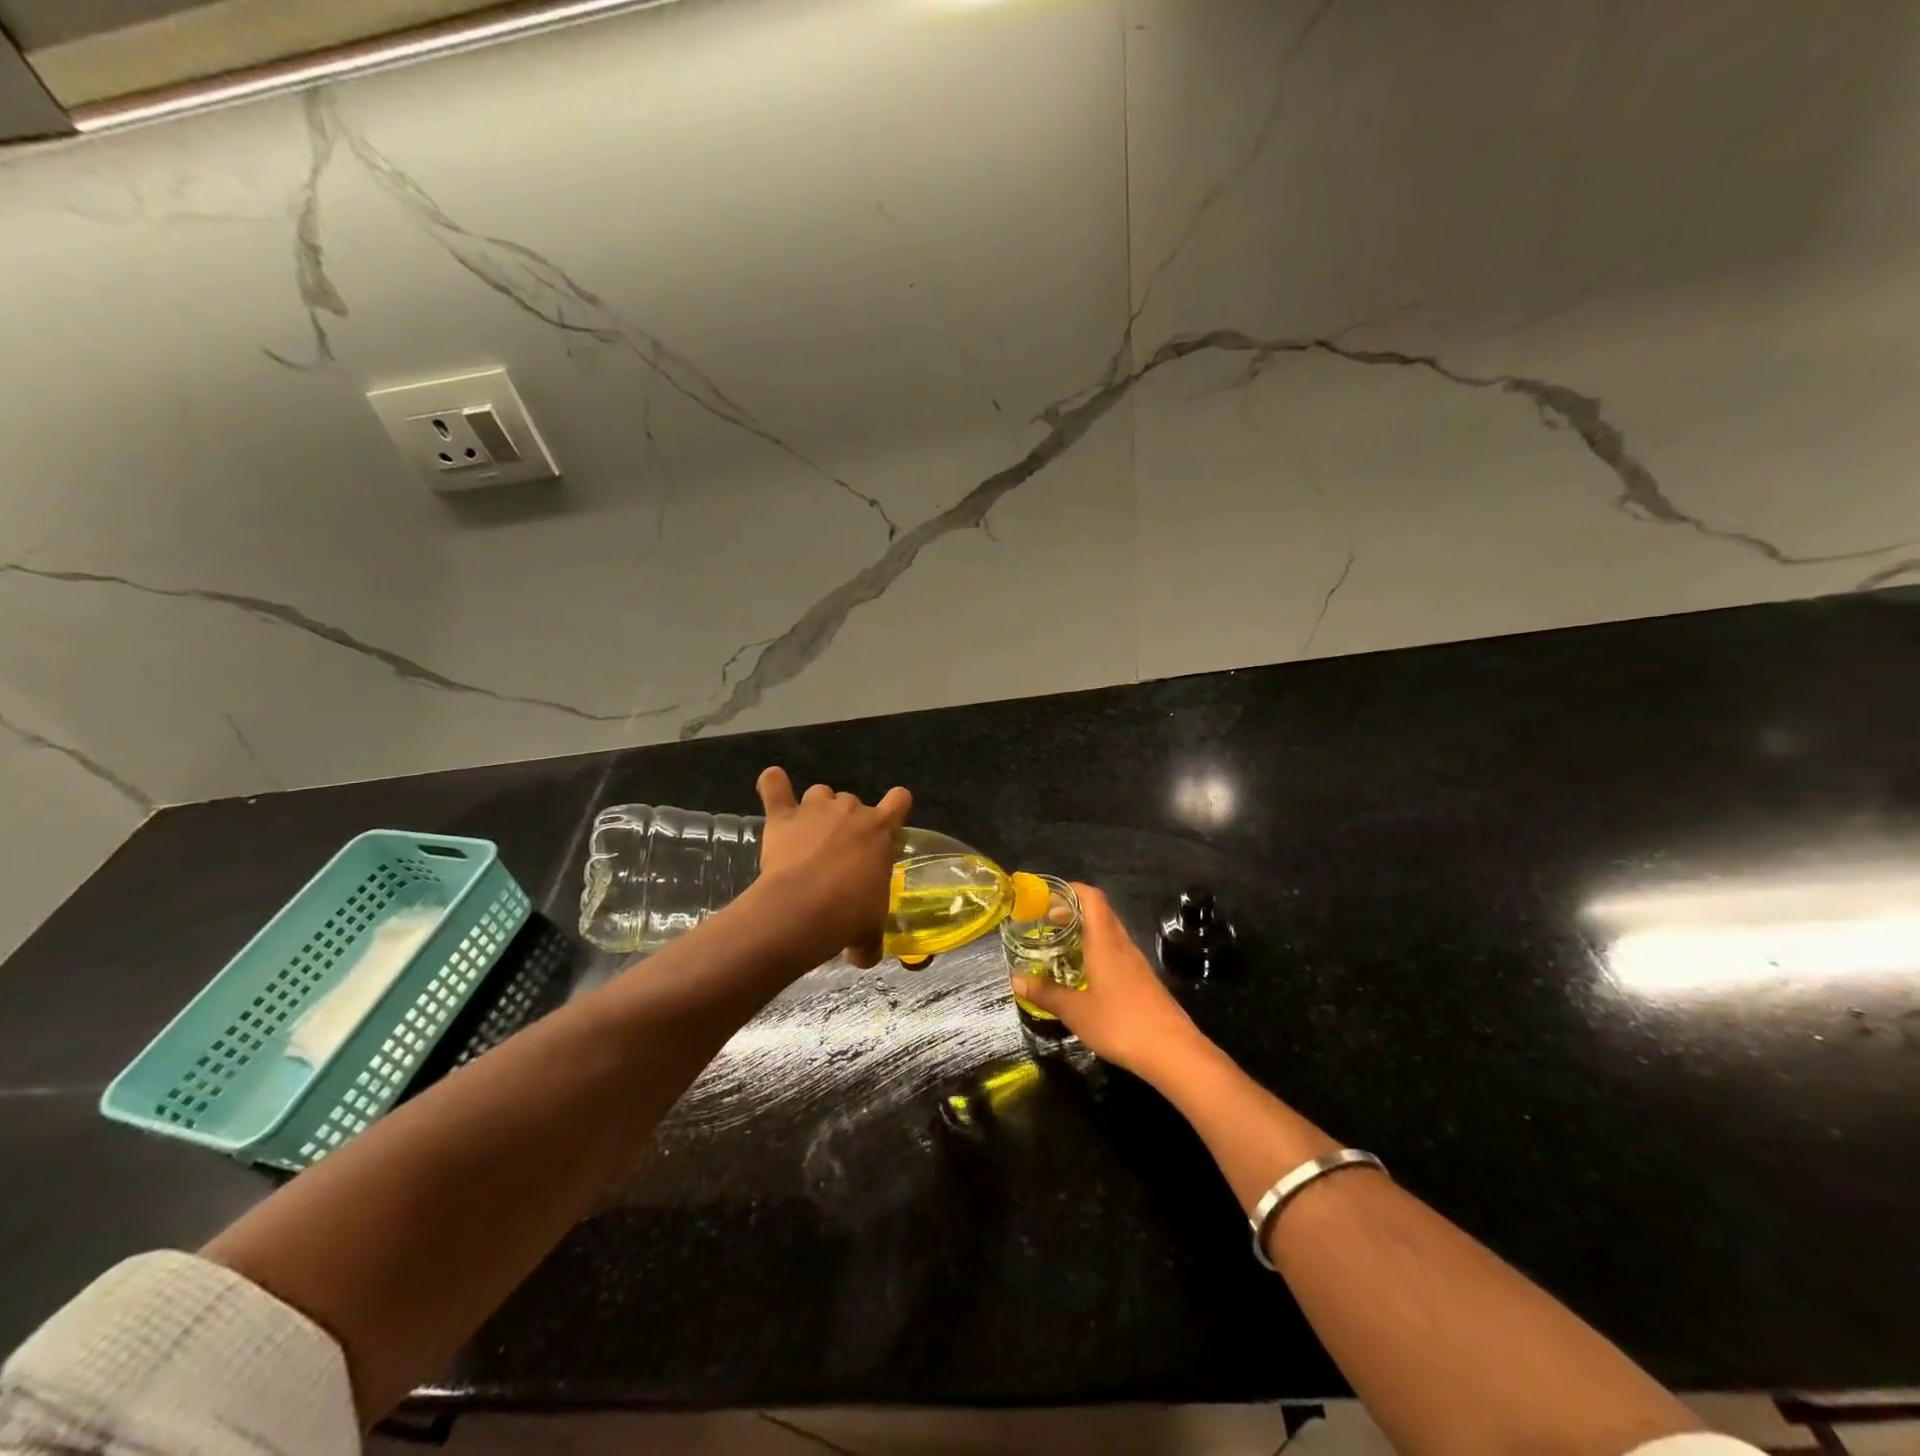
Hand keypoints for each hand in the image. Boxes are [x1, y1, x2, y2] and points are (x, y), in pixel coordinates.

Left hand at [753, 766, 911, 968]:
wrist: (804, 908)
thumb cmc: (848, 915)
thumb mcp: (869, 931)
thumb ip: (870, 939)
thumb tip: (865, 957)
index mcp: (881, 830)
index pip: (900, 800)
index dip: (895, 807)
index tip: (888, 821)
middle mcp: (851, 810)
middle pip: (852, 801)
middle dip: (846, 821)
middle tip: (837, 852)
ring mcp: (815, 809)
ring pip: (820, 793)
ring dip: (816, 808)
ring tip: (807, 834)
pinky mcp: (783, 816)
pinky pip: (775, 786)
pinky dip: (773, 784)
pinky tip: (772, 784)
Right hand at [1010, 882, 1204, 1077]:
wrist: (1173, 1051)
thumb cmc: (1121, 1023)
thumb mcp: (1075, 1011)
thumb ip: (1046, 993)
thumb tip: (1016, 979)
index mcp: (1105, 942)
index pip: (1092, 898)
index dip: (1070, 890)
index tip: (1047, 897)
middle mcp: (1122, 945)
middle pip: (1100, 913)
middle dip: (1073, 911)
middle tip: (1046, 923)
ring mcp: (1136, 963)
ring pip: (1109, 933)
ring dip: (1085, 932)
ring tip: (1060, 948)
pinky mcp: (1143, 980)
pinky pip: (1116, 953)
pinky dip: (1097, 952)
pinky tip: (1084, 975)